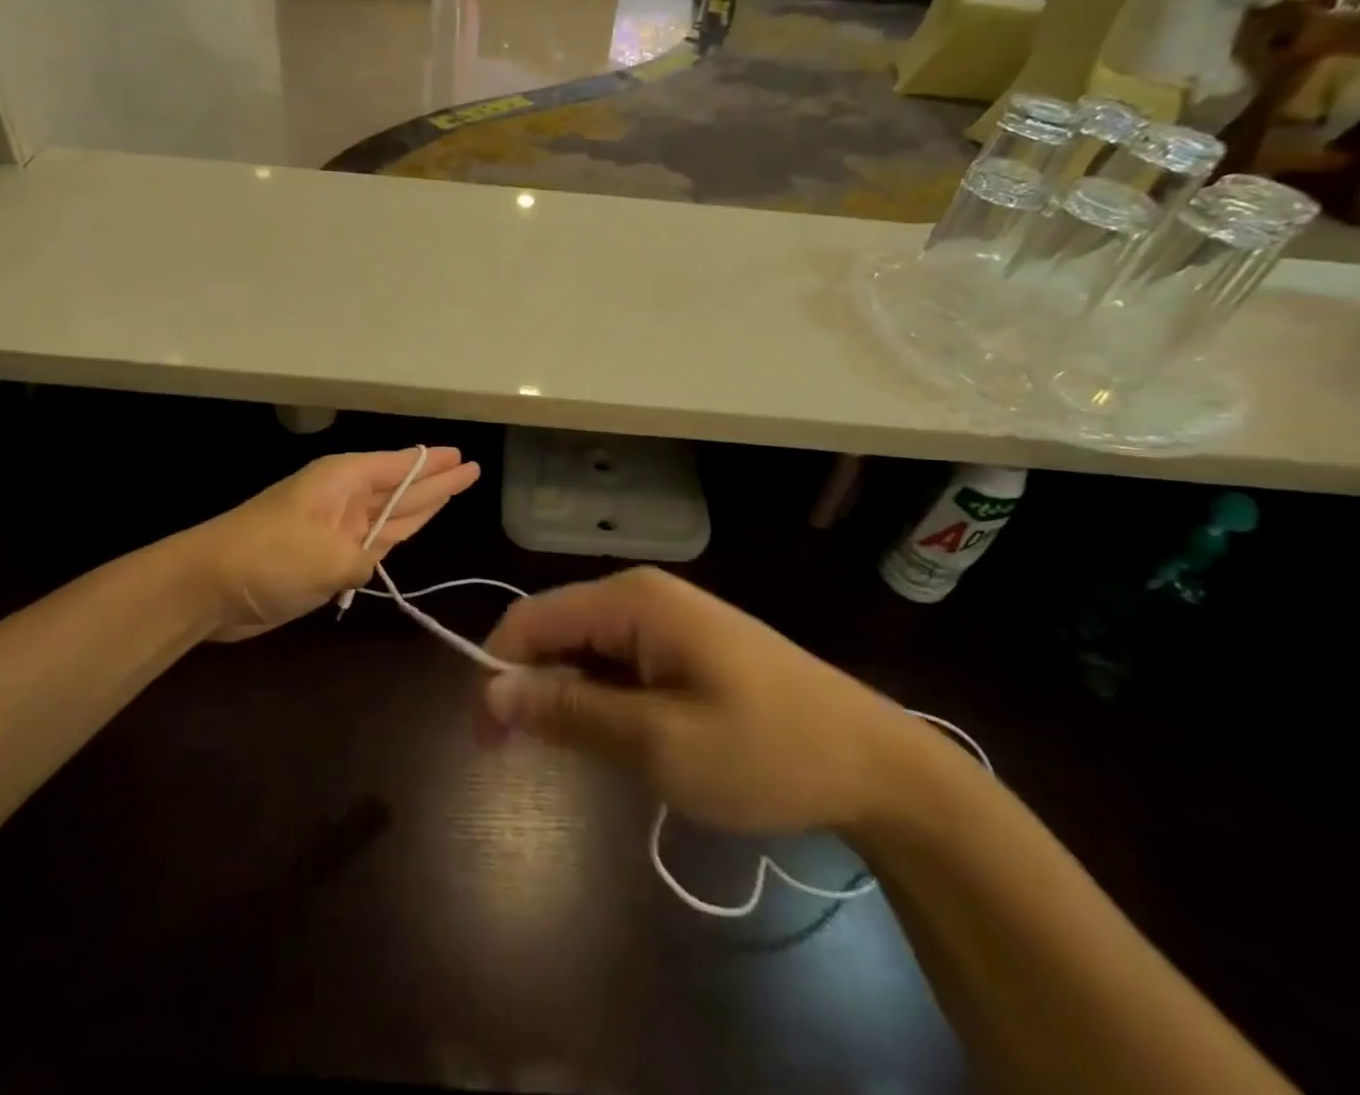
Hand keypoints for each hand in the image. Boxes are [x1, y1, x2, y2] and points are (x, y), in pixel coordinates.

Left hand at [194, 448, 479, 640]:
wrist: (207, 587)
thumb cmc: (268, 557)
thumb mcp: (328, 559)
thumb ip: (363, 560)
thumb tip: (366, 565)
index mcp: (342, 481)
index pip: (398, 467)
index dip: (432, 465)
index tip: (462, 456)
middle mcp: (342, 498)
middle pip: (399, 488)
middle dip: (435, 481)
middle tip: (471, 470)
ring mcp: (333, 528)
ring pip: (389, 513)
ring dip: (420, 506)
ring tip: (452, 491)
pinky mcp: (324, 557)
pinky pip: (373, 542)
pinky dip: (394, 537)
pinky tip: (412, 528)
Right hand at [478, 567, 918, 834]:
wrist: (874, 764)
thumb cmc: (765, 751)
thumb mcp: (658, 742)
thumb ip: (571, 712)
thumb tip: (492, 694)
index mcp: (632, 600)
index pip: (532, 618)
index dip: (496, 671)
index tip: (485, 740)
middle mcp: (643, 594)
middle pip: (557, 629)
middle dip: (532, 686)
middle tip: (528, 759)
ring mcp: (667, 617)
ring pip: (587, 648)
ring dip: (569, 696)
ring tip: (581, 755)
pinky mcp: (685, 643)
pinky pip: (620, 661)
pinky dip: (603, 698)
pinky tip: (620, 738)